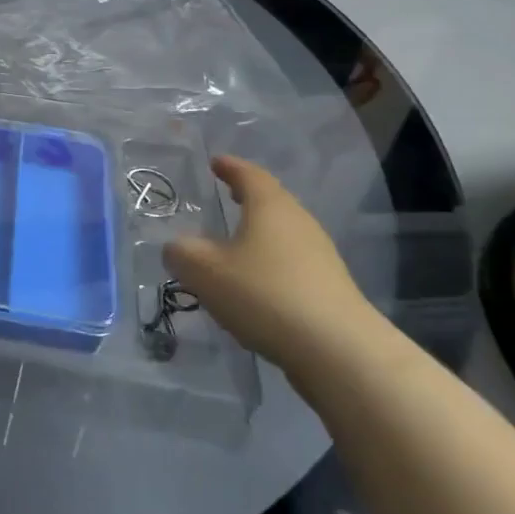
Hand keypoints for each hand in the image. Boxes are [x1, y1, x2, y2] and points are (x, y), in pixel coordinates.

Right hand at [163, 156, 383, 377]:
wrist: (337, 351)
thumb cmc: (264, 294)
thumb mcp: (204, 271)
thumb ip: (181, 253)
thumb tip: (177, 248)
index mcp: (270, 207)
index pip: (249, 175)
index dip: (230, 167)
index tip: (215, 162)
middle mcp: (299, 223)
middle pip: (271, 201)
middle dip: (247, 197)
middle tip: (226, 193)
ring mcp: (319, 257)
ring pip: (282, 234)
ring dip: (258, 232)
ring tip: (233, 241)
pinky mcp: (328, 289)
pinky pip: (290, 263)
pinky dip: (269, 262)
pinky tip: (253, 283)